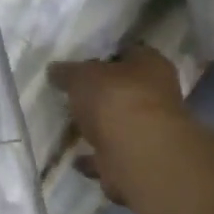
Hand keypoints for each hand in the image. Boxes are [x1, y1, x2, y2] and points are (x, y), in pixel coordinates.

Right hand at [47, 46, 186, 203]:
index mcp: (151, 65)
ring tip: (70, 127)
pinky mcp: (139, 161)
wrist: (138, 157)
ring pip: (120, 124)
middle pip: (125, 90)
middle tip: (72, 96)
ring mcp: (151, 131)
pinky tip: (76, 159)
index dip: (104, 56)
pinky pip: (112, 156)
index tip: (80, 64)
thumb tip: (55, 69)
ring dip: (99, 128)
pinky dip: (96, 158)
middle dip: (102, 94)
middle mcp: (158, 96)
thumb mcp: (82, 77)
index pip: (129, 52)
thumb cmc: (116, 101)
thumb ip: (67, 72)